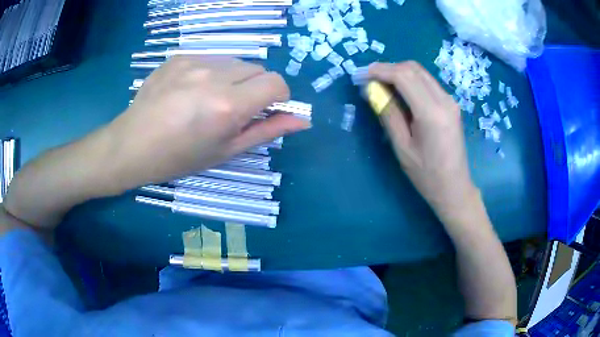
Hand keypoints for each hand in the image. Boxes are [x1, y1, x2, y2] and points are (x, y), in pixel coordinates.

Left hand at [107, 56, 310, 189]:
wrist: (132, 145)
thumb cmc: (179, 157)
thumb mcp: (226, 151)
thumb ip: (267, 131)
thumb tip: (302, 120)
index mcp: (227, 106)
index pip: (276, 83)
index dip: (278, 97)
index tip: (265, 110)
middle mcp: (214, 76)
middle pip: (258, 68)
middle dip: (255, 87)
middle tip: (232, 109)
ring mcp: (194, 61)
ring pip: (235, 61)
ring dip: (234, 78)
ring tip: (208, 99)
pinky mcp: (180, 55)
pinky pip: (212, 58)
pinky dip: (212, 72)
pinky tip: (190, 90)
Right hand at [368, 61, 476, 218]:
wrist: (454, 187)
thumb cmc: (427, 175)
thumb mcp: (402, 147)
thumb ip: (388, 114)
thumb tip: (372, 89)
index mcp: (431, 113)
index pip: (403, 76)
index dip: (379, 71)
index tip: (360, 75)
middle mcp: (444, 100)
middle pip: (412, 68)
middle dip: (387, 68)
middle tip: (368, 79)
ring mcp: (450, 100)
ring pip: (420, 73)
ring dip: (398, 73)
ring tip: (380, 84)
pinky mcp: (450, 104)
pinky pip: (427, 82)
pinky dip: (410, 81)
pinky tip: (399, 92)